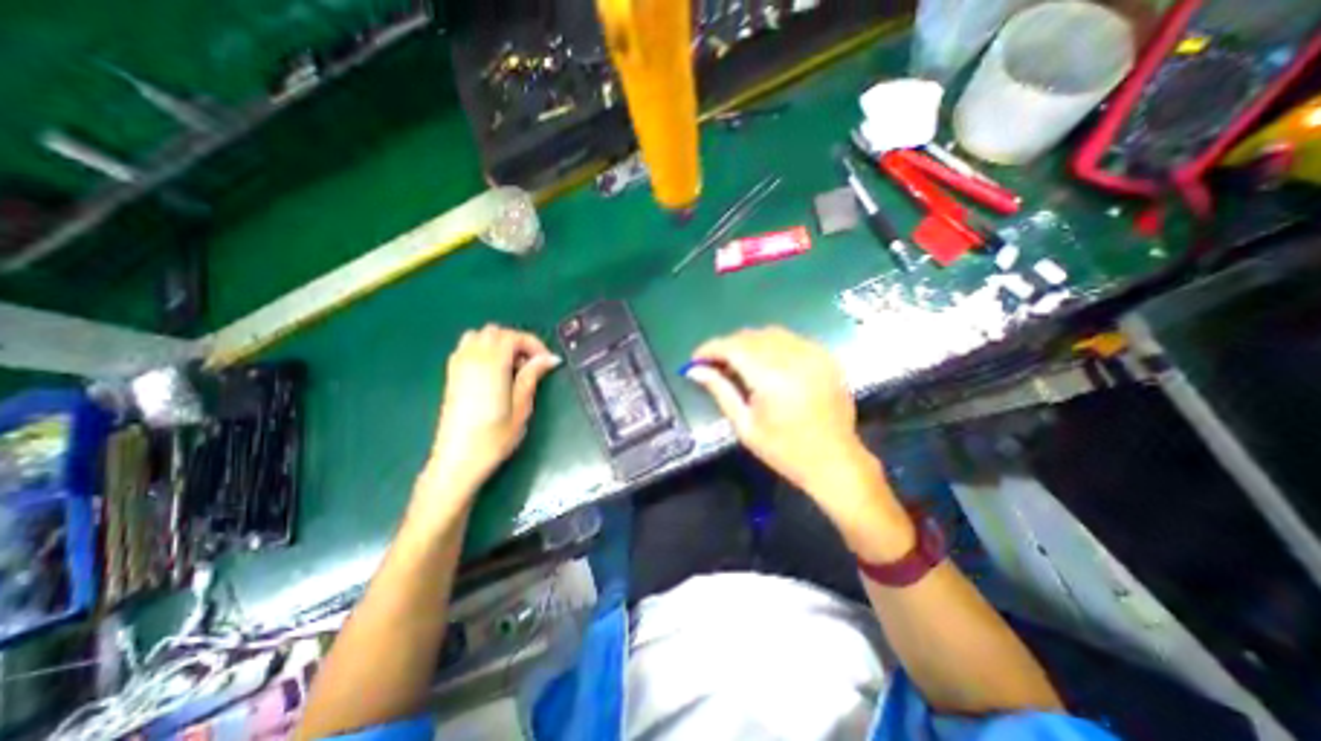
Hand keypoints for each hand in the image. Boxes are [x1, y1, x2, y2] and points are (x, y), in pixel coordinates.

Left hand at [428, 327, 560, 493]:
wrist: (458, 460)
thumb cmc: (494, 437)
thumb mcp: (521, 407)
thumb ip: (532, 376)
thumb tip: (549, 358)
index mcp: (491, 365)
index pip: (513, 337)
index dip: (533, 344)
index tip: (547, 361)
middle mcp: (471, 359)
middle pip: (495, 332)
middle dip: (517, 342)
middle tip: (531, 364)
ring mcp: (458, 366)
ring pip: (478, 336)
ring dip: (499, 343)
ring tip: (513, 366)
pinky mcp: (451, 376)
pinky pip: (466, 348)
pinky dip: (483, 349)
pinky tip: (494, 372)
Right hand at [685, 328, 914, 557]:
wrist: (835, 461)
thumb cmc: (785, 451)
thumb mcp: (745, 425)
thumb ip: (720, 391)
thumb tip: (695, 371)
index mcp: (772, 378)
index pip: (733, 348)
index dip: (710, 349)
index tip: (695, 359)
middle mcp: (794, 358)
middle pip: (750, 337)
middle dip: (727, 346)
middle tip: (714, 364)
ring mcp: (814, 354)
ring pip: (770, 333)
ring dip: (748, 343)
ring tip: (738, 362)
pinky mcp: (825, 357)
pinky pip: (791, 339)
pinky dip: (772, 345)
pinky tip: (766, 362)